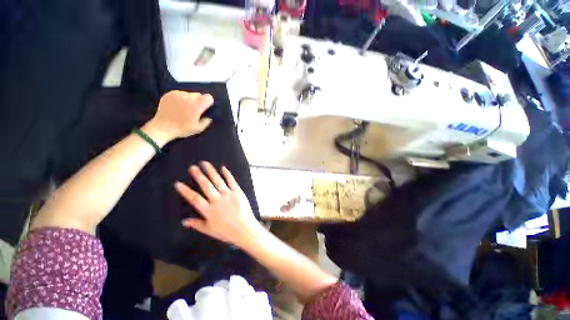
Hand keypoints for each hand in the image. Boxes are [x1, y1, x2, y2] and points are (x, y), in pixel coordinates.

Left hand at [143, 91, 212, 145]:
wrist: (162, 127)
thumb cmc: (182, 129)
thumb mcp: (198, 129)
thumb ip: (206, 121)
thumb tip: (208, 116)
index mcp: (196, 106)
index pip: (208, 97)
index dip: (208, 102)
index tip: (206, 107)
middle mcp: (188, 98)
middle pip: (198, 94)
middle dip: (198, 101)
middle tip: (194, 109)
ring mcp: (177, 94)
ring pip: (189, 94)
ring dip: (189, 99)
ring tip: (184, 108)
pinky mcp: (169, 94)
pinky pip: (179, 93)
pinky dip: (181, 98)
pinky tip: (177, 106)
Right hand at [174, 161, 260, 246]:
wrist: (245, 229)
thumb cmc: (227, 231)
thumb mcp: (209, 230)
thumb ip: (197, 224)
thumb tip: (183, 221)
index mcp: (209, 210)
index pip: (194, 198)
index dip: (185, 191)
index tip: (178, 183)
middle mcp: (217, 200)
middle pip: (206, 186)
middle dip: (198, 175)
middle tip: (192, 167)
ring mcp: (228, 194)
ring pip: (218, 180)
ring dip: (211, 171)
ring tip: (205, 163)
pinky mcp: (238, 192)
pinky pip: (232, 181)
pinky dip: (227, 174)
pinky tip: (223, 168)